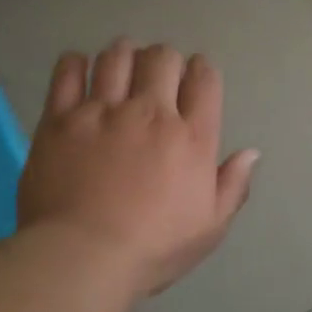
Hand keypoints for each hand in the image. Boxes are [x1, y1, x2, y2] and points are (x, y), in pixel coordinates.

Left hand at [18, 39, 258, 297]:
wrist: (82, 257)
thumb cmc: (153, 249)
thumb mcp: (209, 228)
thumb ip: (232, 186)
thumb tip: (251, 152)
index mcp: (191, 137)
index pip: (204, 79)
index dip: (201, 71)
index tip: (194, 79)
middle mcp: (149, 113)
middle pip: (162, 58)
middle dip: (164, 60)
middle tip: (157, 77)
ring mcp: (102, 111)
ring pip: (116, 56)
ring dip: (125, 54)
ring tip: (122, 67)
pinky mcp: (60, 118)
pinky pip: (68, 71)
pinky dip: (77, 64)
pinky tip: (81, 72)